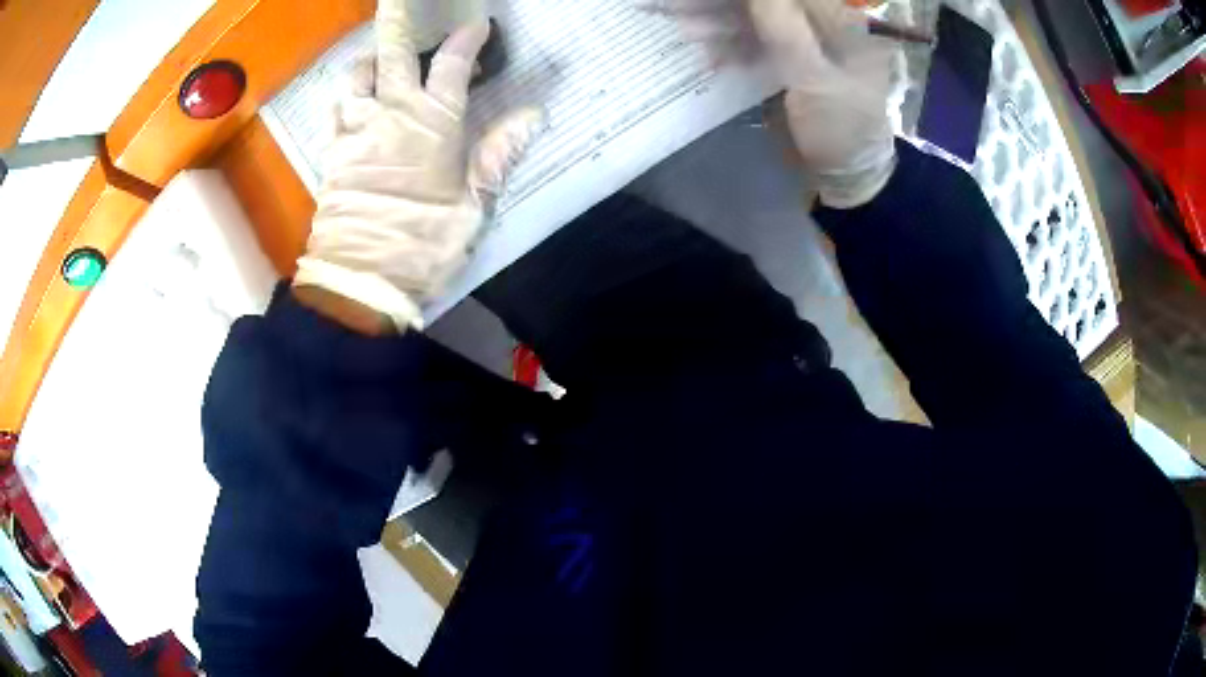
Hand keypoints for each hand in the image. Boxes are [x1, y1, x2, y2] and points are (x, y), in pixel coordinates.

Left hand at [294, 0, 544, 331]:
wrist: (363, 276)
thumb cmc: (425, 240)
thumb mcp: (475, 200)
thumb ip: (500, 151)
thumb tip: (535, 114)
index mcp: (433, 122)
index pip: (453, 64)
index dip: (467, 39)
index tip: (478, 24)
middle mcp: (391, 112)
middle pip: (392, 52)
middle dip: (397, 20)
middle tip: (397, 0)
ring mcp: (355, 129)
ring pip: (355, 76)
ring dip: (368, 62)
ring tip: (379, 64)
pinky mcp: (331, 151)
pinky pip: (334, 110)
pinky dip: (344, 98)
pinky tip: (352, 102)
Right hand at [658, 0, 897, 207]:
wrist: (843, 174)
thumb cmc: (842, 128)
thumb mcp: (815, 78)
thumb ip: (783, 29)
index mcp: (840, 21)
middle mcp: (820, 23)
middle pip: (767, 3)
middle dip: (726, 4)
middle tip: (684, 6)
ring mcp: (801, 41)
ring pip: (753, 18)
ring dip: (718, 20)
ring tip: (684, 24)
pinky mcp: (784, 59)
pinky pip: (750, 41)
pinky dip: (726, 43)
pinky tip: (705, 48)